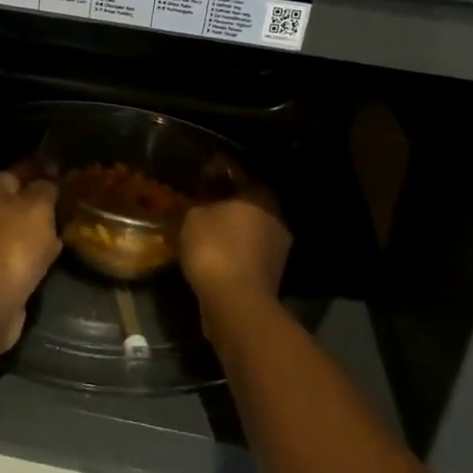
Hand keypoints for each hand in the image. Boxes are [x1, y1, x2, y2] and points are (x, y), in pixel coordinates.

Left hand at [0, 168, 62, 353]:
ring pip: (24, 227)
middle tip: (72, 203)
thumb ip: (46, 188)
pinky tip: (57, 253)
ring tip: (70, 226)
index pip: (19, 171)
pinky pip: (23, 251)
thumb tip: (47, 183)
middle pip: (21, 200)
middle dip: (45, 203)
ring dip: (44, 229)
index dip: (42, 171)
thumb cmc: (16, 241)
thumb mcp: (39, 205)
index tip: (66, 175)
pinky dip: (38, 252)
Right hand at [179, 173, 291, 316]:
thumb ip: (198, 202)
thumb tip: (200, 200)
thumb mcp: (193, 216)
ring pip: (249, 227)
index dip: (217, 169)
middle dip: (225, 199)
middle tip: (200, 200)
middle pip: (247, 200)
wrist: (235, 303)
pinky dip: (231, 249)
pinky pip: (247, 251)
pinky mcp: (272, 274)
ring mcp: (278, 248)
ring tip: (202, 227)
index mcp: (261, 195)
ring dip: (229, 226)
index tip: (199, 174)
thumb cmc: (215, 248)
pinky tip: (211, 251)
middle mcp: (277, 217)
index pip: (239, 171)